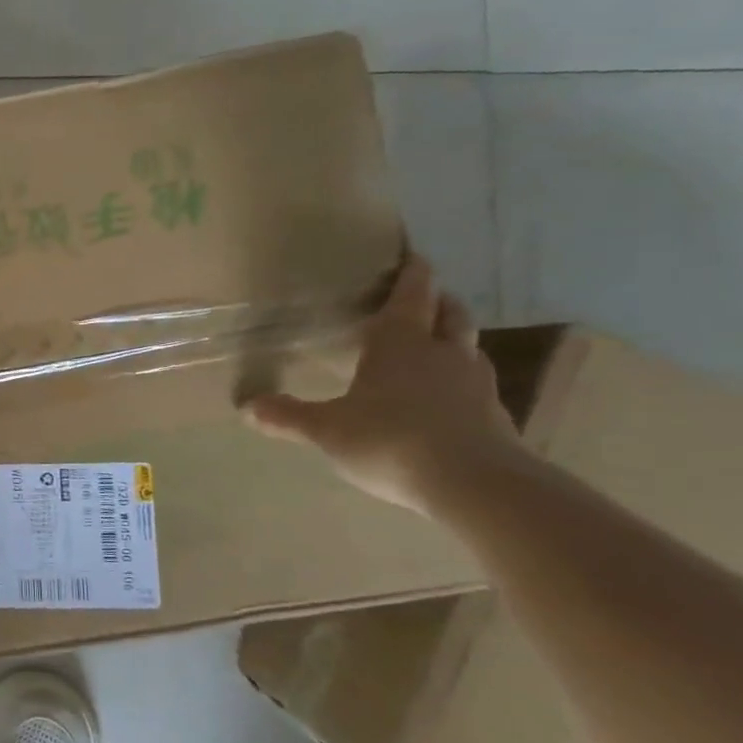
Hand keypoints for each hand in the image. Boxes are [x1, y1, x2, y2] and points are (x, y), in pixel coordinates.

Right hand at [241, 254, 525, 515]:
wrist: (476, 486)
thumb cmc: (391, 440)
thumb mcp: (327, 430)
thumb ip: (289, 417)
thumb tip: (247, 406)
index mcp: (401, 344)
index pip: (411, 295)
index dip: (412, 273)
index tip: (413, 256)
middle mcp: (443, 354)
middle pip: (450, 314)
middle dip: (437, 302)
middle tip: (423, 300)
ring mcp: (475, 385)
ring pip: (469, 348)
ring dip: (453, 340)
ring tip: (434, 347)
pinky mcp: (495, 418)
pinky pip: (477, 386)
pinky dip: (462, 382)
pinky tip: (447, 400)